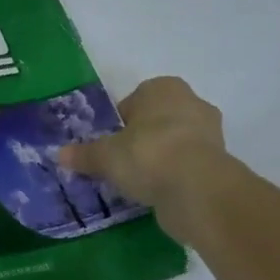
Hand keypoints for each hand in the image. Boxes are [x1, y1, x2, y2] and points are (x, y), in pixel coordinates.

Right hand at [58, 76, 233, 245]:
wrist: (198, 188)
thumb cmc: (147, 155)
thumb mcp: (105, 156)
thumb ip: (83, 154)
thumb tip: (60, 154)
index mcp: (162, 88)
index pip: (133, 101)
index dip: (118, 123)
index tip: (108, 145)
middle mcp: (191, 102)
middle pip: (155, 121)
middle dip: (140, 139)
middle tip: (120, 163)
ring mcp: (210, 132)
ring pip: (173, 142)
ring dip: (158, 158)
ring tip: (137, 181)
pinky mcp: (219, 161)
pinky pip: (186, 164)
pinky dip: (173, 175)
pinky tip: (157, 191)